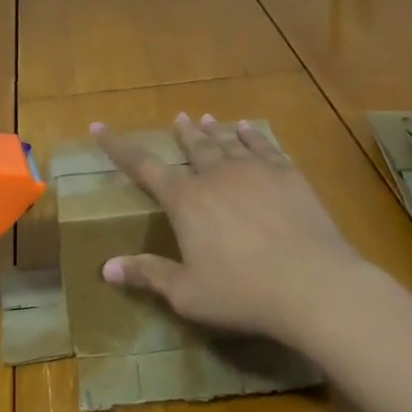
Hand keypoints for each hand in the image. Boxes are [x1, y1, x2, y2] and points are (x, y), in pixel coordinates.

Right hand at [93, 113, 374, 348]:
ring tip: (205, 118)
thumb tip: (107, 268)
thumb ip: (148, 275)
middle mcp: (215, 176)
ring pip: (226, 143)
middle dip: (183, 133)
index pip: (143, 166)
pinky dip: (252, 136)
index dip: (118, 147)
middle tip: (179, 118)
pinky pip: (264, 147)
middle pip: (193, 147)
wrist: (312, 283)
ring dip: (213, 131)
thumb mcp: (187, 293)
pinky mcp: (287, 175)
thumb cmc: (241, 292)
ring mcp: (254, 171)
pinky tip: (248, 129)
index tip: (100, 127)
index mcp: (185, 201)